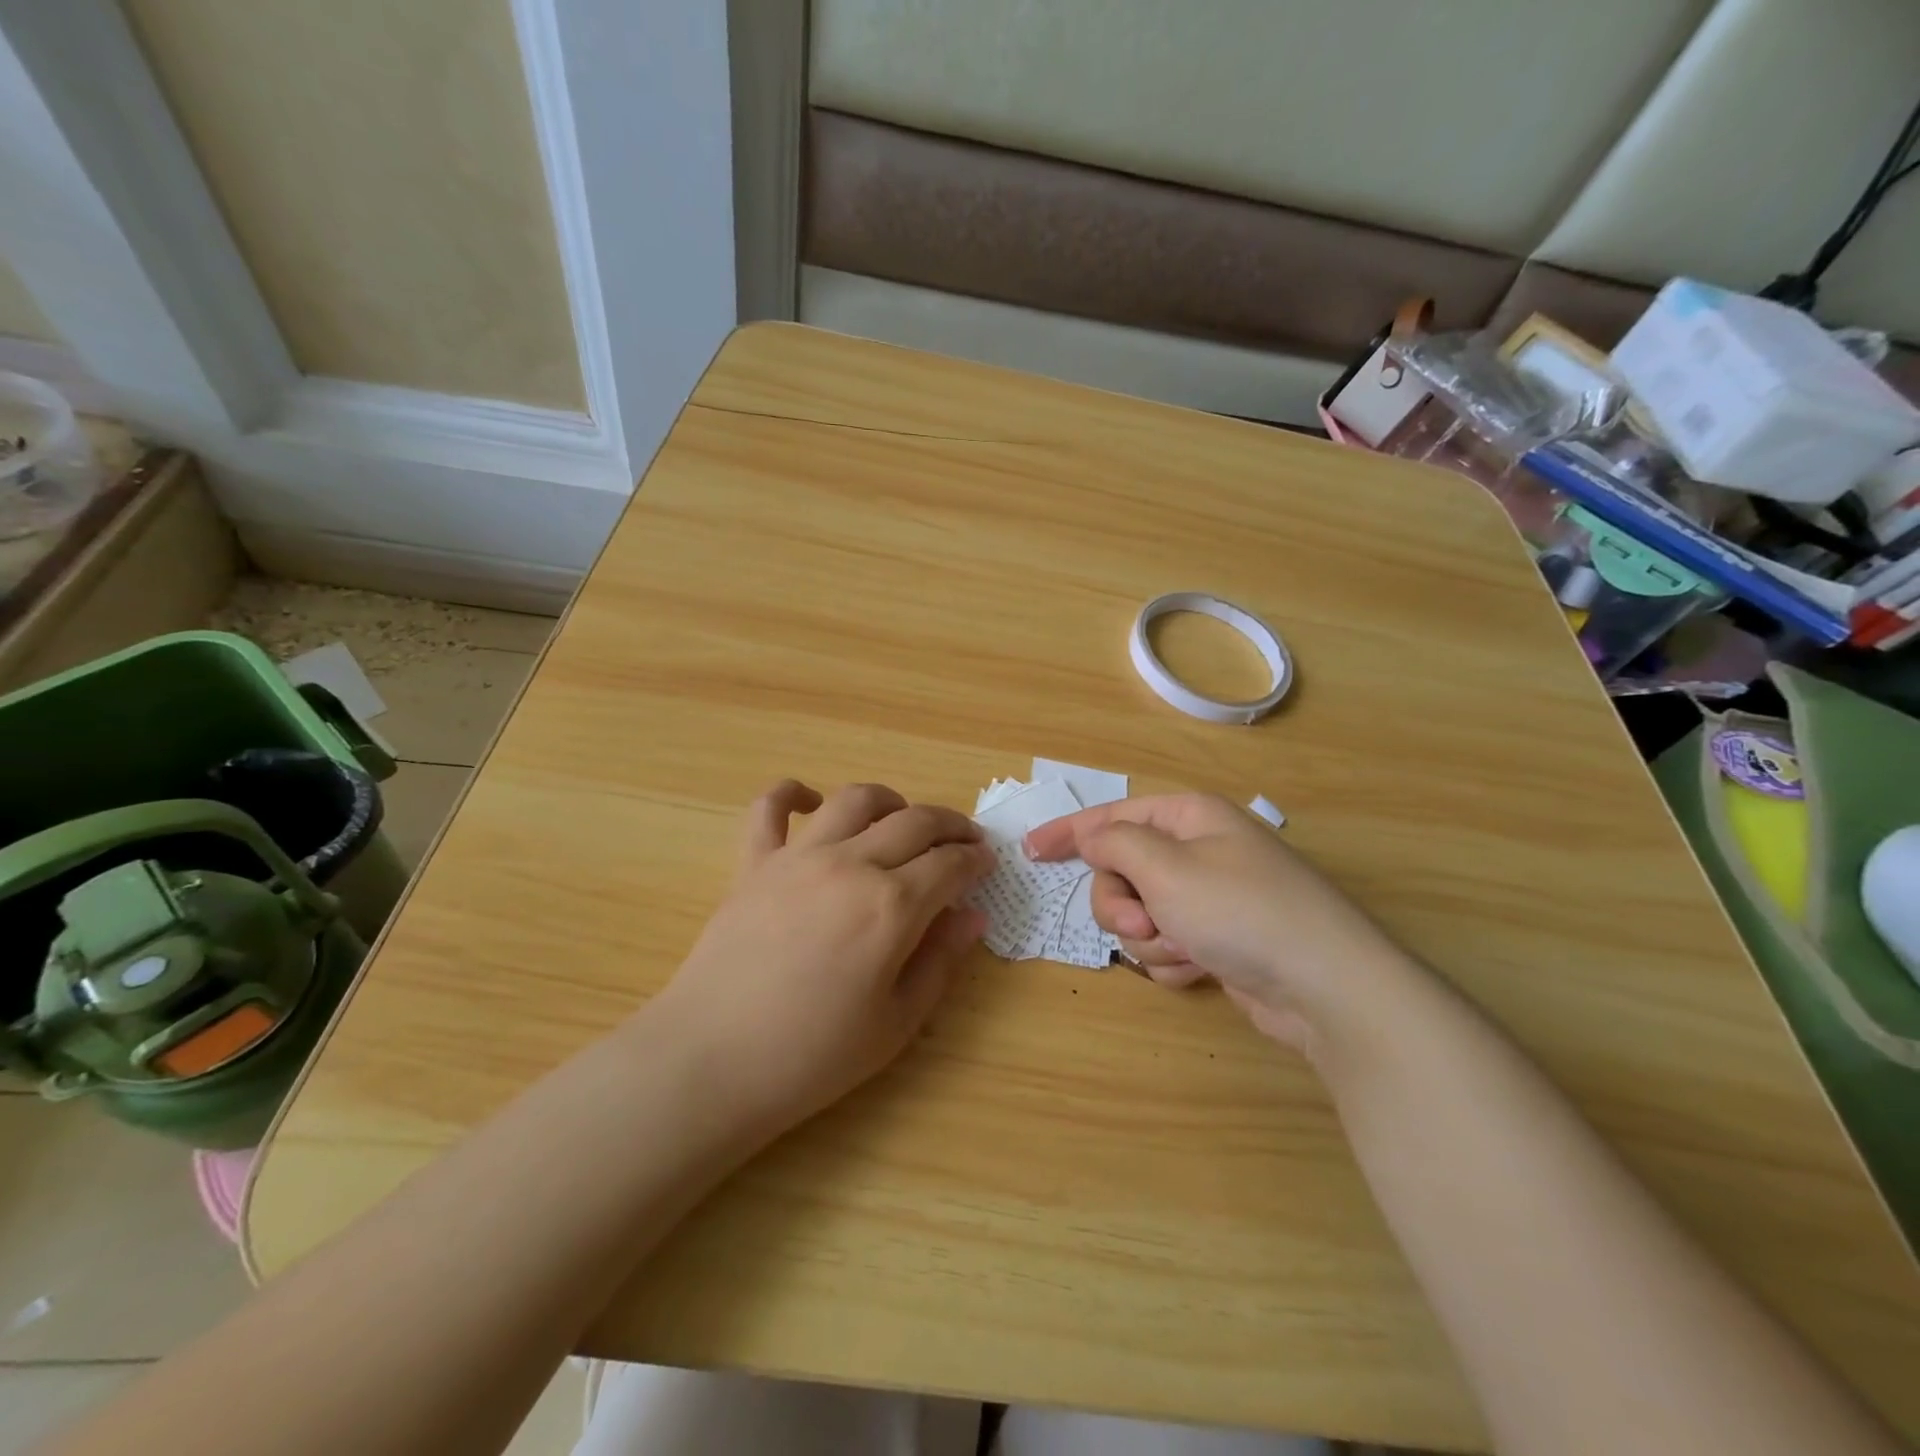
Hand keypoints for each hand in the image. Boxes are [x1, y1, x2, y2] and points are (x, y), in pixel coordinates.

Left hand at [651, 780, 993, 1134]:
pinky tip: (810, 800)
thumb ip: (940, 962)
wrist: (711, 1062)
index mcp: (892, 906)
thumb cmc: (812, 1056)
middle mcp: (851, 865)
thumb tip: (972, 917)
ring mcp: (798, 858)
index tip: (986, 863)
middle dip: (949, 824)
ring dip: (889, 800)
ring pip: (854, 801)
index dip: (975, 860)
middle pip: (914, 822)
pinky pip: (771, 808)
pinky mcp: (754, 863)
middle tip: (963, 839)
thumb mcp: (895, 1023)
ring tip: (901, 817)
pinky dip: (792, 793)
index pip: (950, 864)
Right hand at [1025, 794, 1406, 1051]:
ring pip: (1141, 914)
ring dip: (1150, 939)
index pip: (1112, 816)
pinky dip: (1174, 960)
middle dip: (1121, 904)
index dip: (1068, 832)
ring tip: (1183, 950)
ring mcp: (1210, 898)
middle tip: (1141, 925)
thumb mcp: (1166, 867)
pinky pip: (1167, 945)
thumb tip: (1091, 835)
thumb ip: (1115, 844)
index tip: (1030, 851)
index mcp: (1188, 818)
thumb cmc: (1240, 911)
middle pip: (1122, 872)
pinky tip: (1201, 969)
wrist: (1325, 987)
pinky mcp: (1218, 940)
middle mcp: (1198, 851)